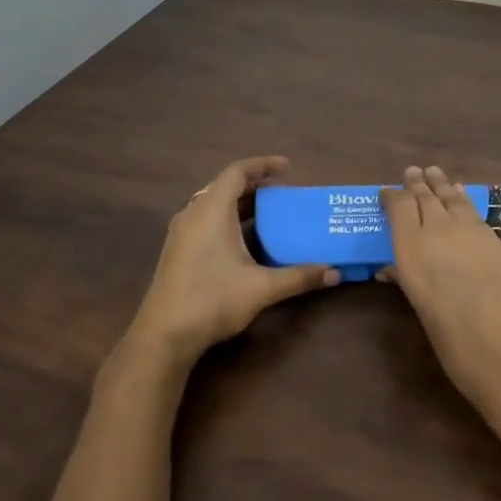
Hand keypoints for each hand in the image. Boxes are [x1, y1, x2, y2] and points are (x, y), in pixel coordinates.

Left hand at [120, 156, 339, 376]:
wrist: (164, 335)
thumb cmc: (212, 300)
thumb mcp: (262, 288)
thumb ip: (299, 277)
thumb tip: (336, 274)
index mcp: (212, 210)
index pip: (237, 172)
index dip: (263, 164)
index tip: (288, 167)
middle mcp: (193, 214)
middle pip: (225, 186)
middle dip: (255, 186)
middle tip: (284, 193)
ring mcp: (182, 233)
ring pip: (213, 205)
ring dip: (241, 204)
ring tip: (270, 214)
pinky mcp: (177, 251)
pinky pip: (205, 221)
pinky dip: (228, 220)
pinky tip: (245, 241)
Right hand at [380, 166, 500, 448]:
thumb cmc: (457, 348)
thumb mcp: (423, 313)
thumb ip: (408, 282)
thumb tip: (392, 269)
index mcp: (412, 252)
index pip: (399, 208)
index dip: (392, 197)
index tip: (385, 193)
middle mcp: (440, 233)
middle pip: (426, 198)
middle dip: (417, 184)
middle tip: (412, 172)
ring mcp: (473, 233)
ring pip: (452, 199)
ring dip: (441, 185)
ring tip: (434, 173)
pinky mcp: (499, 241)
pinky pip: (474, 212)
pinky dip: (463, 200)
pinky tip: (461, 196)